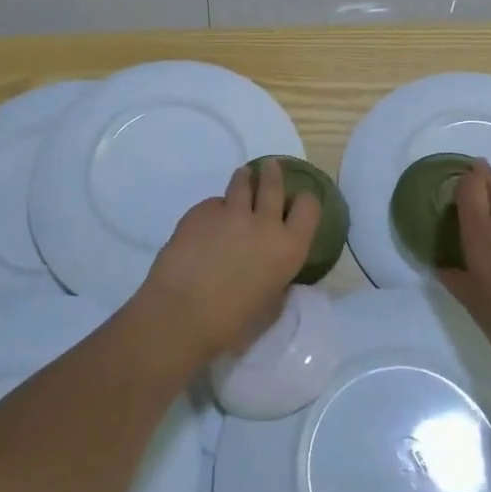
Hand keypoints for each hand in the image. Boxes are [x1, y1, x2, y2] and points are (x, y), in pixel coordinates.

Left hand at [133, 160, 319, 368]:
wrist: (182, 313)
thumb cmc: (231, 324)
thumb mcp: (269, 306)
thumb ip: (276, 282)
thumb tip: (272, 273)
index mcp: (289, 248)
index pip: (308, 208)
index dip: (305, 201)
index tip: (299, 201)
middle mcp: (264, 223)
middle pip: (273, 186)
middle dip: (273, 174)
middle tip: (270, 167)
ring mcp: (231, 213)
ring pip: (242, 183)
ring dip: (244, 179)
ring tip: (243, 175)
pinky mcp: (201, 211)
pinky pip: (213, 204)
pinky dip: (214, 210)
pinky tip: (206, 223)